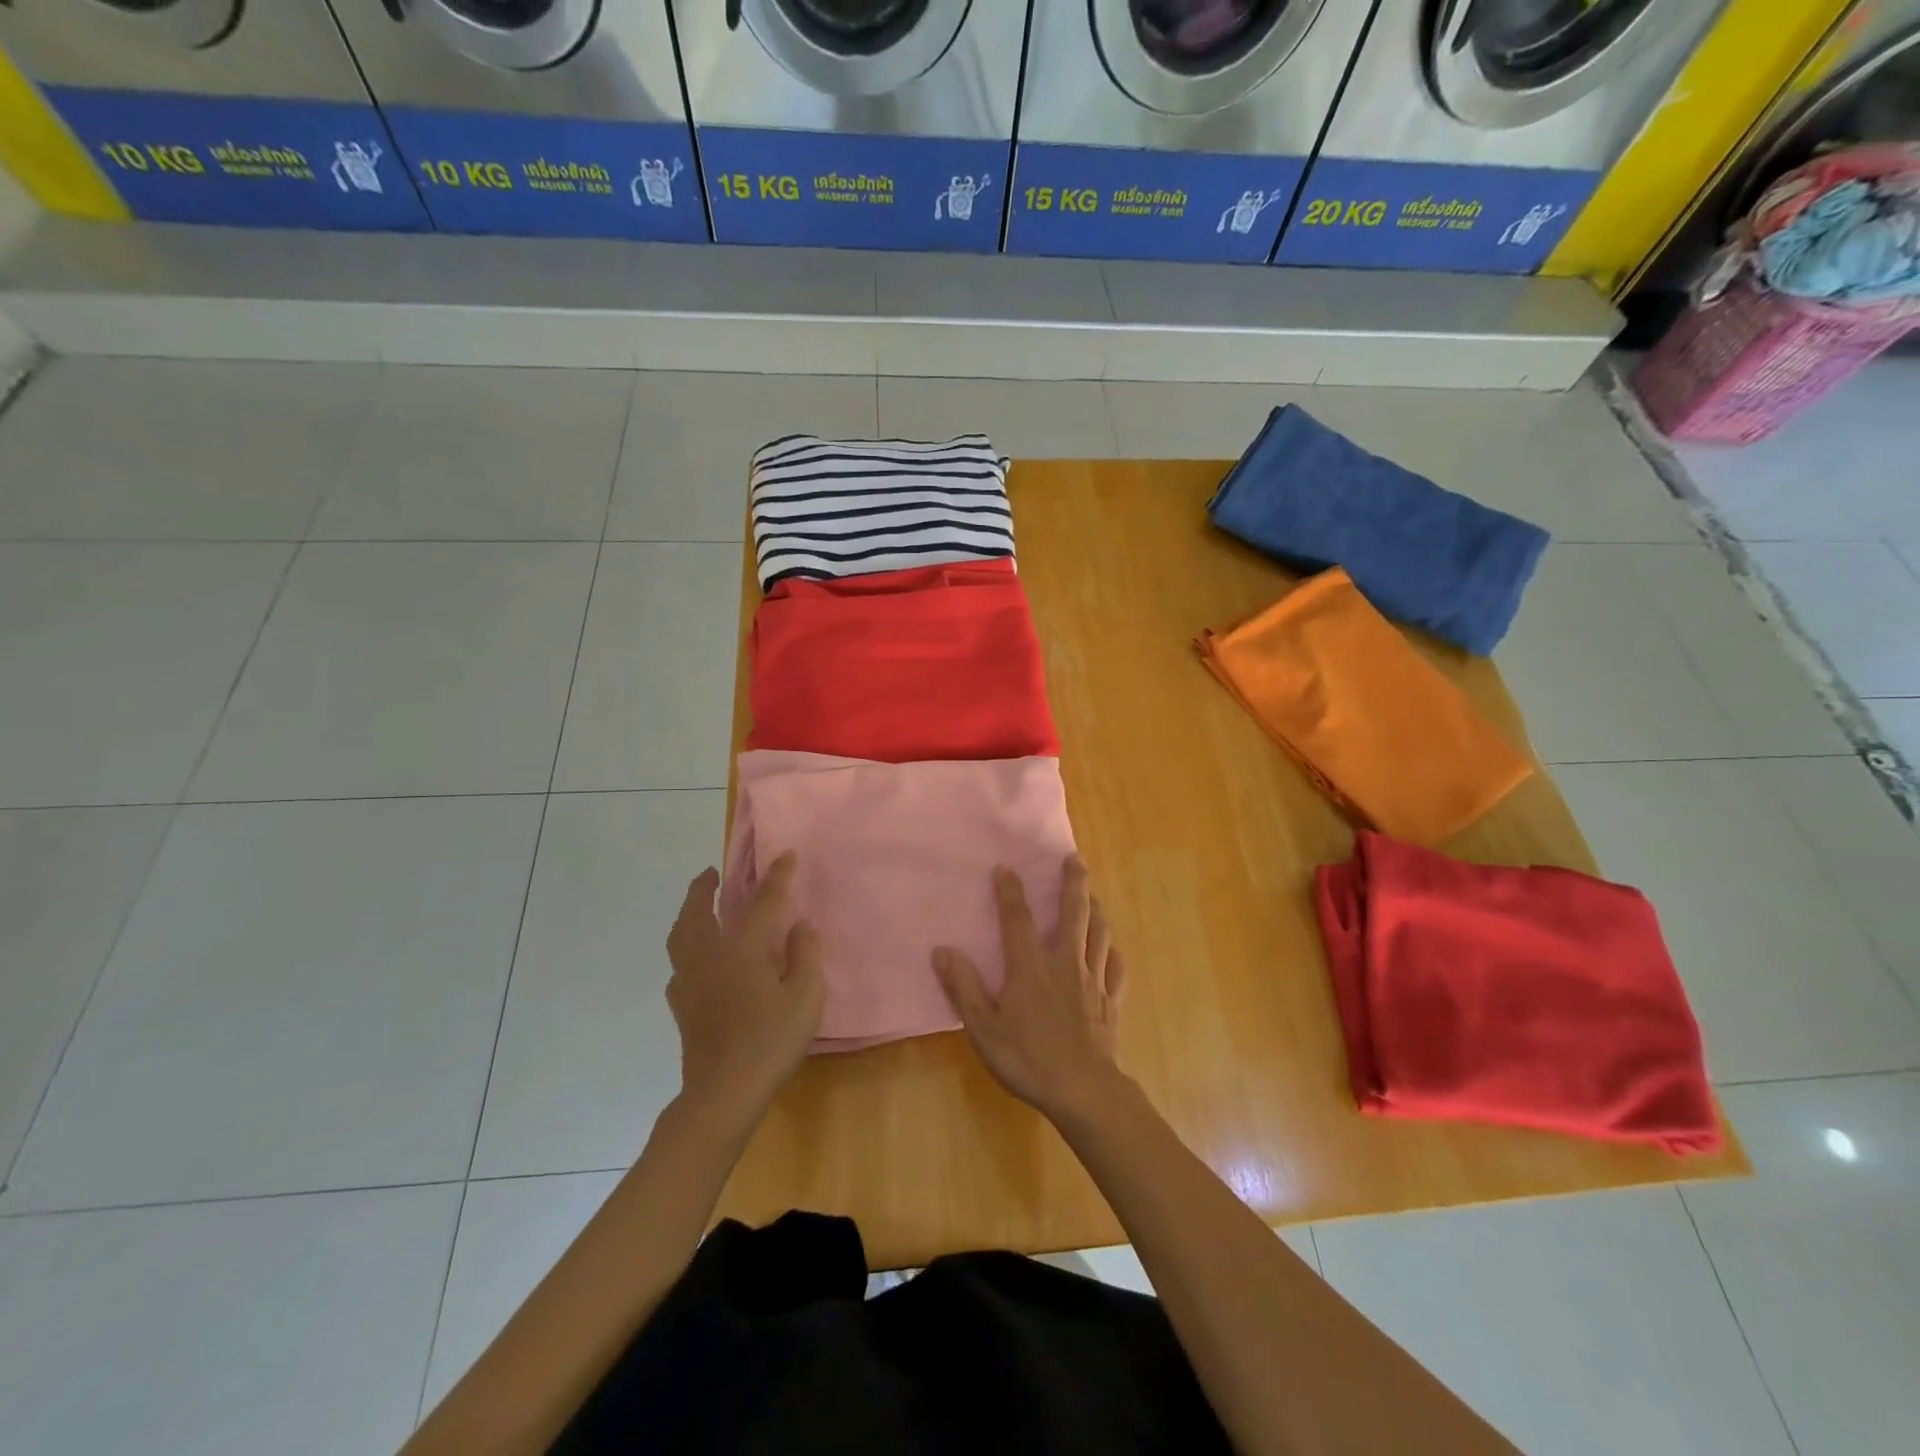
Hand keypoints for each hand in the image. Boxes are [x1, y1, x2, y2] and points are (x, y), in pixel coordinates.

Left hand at [665, 852, 823, 1131]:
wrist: (723, 1092)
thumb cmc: (770, 1041)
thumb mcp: (805, 997)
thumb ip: (805, 955)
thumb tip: (801, 925)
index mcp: (742, 949)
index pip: (762, 902)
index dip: (777, 877)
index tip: (786, 856)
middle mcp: (709, 956)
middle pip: (698, 912)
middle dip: (703, 887)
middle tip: (711, 872)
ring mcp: (689, 982)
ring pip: (680, 936)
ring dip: (687, 913)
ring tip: (697, 906)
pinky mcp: (681, 1006)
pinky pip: (678, 965)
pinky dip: (685, 949)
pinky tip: (696, 960)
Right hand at [932, 856, 1126, 1122]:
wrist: (1084, 1091)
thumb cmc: (1028, 1059)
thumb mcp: (984, 1028)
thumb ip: (964, 988)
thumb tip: (942, 951)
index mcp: (1030, 967)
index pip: (1017, 919)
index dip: (1010, 891)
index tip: (1006, 867)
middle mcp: (1065, 962)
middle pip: (1073, 913)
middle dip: (1073, 883)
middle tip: (1074, 859)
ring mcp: (1093, 980)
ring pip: (1098, 934)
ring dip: (1095, 909)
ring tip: (1092, 895)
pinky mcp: (1111, 1000)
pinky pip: (1116, 968)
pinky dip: (1113, 954)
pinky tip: (1112, 950)